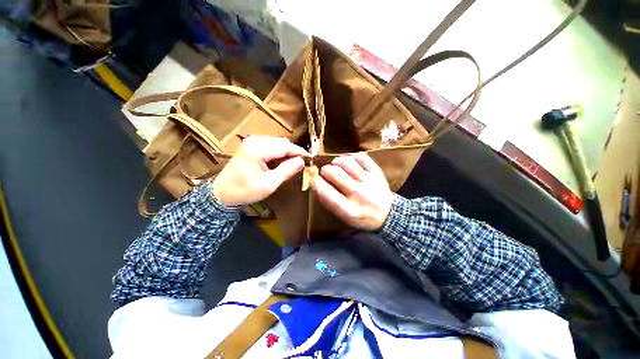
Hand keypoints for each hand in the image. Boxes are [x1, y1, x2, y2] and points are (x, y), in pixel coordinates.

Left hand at [213, 136, 307, 205]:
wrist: (222, 193)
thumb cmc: (245, 191)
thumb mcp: (269, 184)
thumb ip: (287, 170)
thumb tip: (302, 161)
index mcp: (258, 149)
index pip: (285, 146)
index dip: (300, 152)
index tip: (310, 159)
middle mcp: (255, 140)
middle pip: (282, 142)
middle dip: (294, 152)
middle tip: (302, 164)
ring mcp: (252, 141)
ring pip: (278, 143)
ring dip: (287, 152)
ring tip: (293, 164)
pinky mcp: (251, 145)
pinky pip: (271, 145)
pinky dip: (279, 152)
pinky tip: (281, 162)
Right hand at [311, 153, 392, 230]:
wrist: (388, 215)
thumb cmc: (362, 217)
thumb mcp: (343, 217)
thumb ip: (330, 201)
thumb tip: (317, 184)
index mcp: (348, 209)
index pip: (325, 191)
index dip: (315, 182)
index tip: (314, 179)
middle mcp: (357, 194)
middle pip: (333, 172)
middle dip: (325, 170)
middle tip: (326, 172)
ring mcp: (368, 181)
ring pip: (345, 161)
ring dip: (337, 161)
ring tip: (337, 165)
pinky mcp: (376, 172)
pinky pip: (360, 157)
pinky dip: (352, 157)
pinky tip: (351, 163)